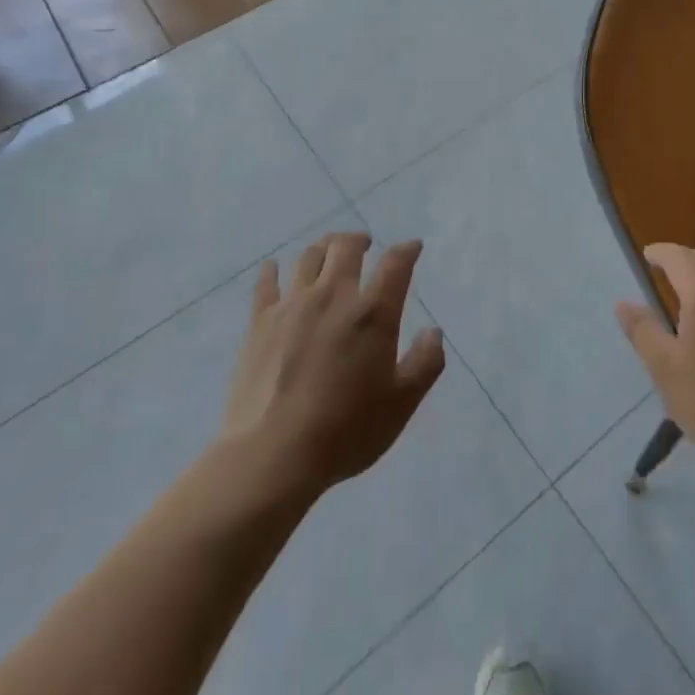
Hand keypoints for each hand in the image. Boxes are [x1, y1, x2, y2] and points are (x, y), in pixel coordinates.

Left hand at [219, 232, 445, 498]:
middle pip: (345, 246)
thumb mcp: (401, 404)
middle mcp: (333, 296)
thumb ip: (425, 363)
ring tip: (327, 252)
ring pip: (308, 257)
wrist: (273, 455)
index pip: (395, 263)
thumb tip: (434, 332)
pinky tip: (273, 268)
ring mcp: (293, 305)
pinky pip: (266, 284)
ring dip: (323, 248)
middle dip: (359, 239)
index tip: (413, 247)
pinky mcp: (260, 322)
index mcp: (372, 313)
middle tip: (365, 244)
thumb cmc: (345, 431)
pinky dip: (272, 271)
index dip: (407, 250)